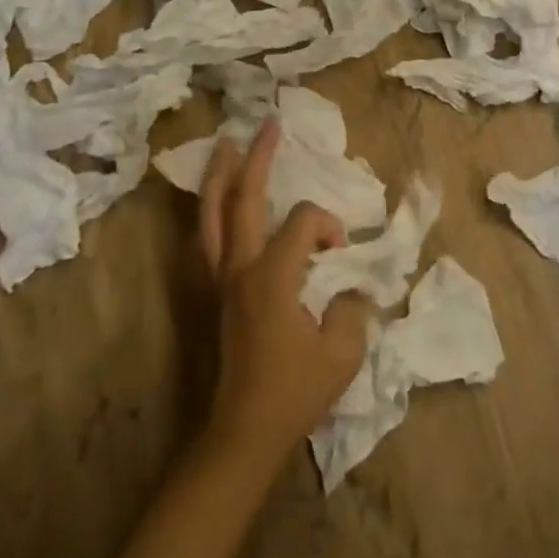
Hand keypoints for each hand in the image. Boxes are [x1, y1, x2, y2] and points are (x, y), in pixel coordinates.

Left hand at [198, 120, 370, 469]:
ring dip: (221, 175)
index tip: (341, 253)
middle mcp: (239, 268)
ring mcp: (218, 280)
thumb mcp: (343, 351)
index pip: (302, 222)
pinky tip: (214, 200)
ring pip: (212, 214)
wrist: (241, 433)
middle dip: (258, 157)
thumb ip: (352, 307)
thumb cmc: (294, 392)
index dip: (327, 226)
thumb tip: (348, 287)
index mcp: (272, 276)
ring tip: (226, 144)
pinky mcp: (210, 294)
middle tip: (268, 124)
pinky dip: (210, 211)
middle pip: (244, 197)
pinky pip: (206, 239)